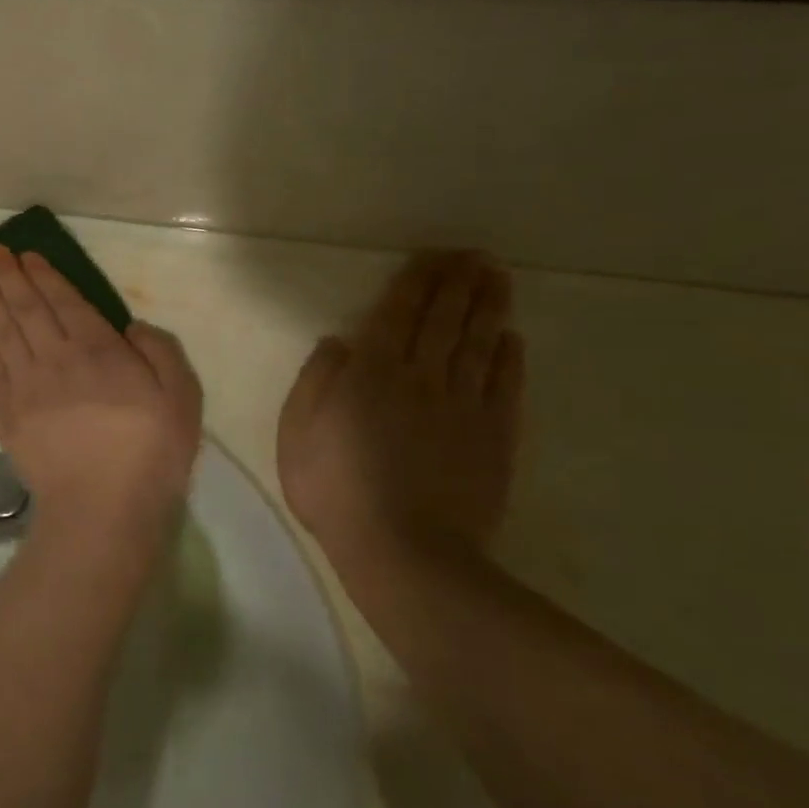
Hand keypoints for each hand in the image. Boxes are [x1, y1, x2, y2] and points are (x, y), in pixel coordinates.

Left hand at [0, 245, 201, 558]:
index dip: (44, 276)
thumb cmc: (151, 452)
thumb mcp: (182, 395)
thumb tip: (129, 327)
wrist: (103, 509)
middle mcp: (57, 358)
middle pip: (27, 308)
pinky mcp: (8, 414)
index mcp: (99, 350)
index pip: (65, 302)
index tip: (26, 256)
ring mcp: (27, 386)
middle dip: (8, 277)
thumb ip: (159, 350)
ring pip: (2, 331)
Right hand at [276, 252, 524, 587]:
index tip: (433, 256)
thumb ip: (316, 381)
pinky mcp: (494, 436)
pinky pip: (504, 385)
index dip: (416, 281)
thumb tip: (338, 342)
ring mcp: (463, 405)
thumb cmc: (336, 491)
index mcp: (372, 373)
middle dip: (458, 282)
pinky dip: (509, 356)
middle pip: (444, 319)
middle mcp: (421, 376)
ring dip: (488, 306)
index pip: (398, 313)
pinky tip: (510, 337)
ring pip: (478, 342)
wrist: (404, 552)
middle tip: (474, 255)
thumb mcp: (297, 435)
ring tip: (498, 277)